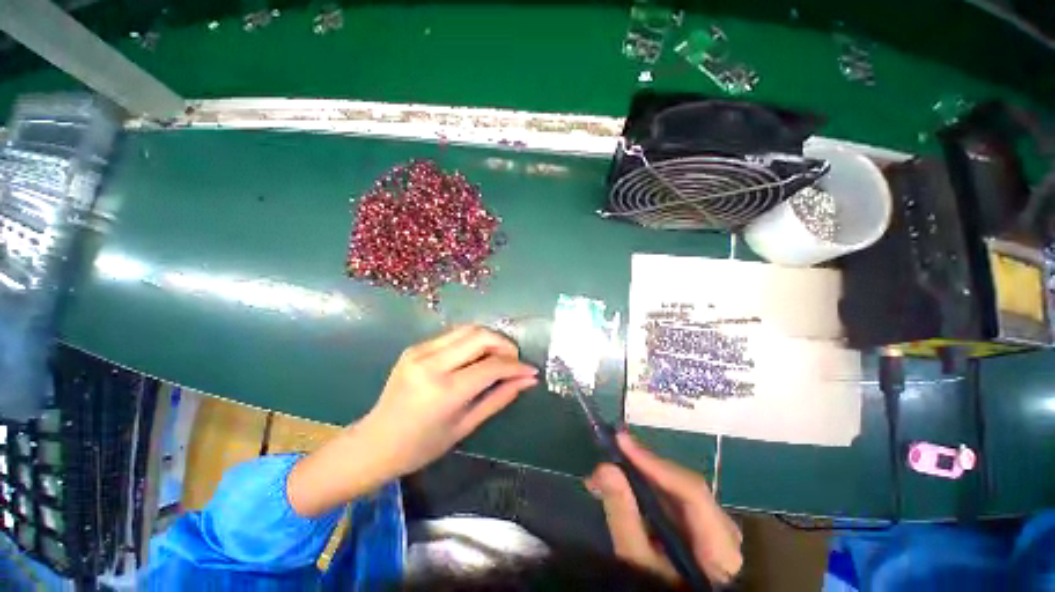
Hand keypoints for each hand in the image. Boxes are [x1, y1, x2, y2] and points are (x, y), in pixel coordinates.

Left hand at [363, 325, 538, 476]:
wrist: (375, 442)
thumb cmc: (422, 445)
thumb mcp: (466, 425)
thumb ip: (500, 398)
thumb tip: (528, 381)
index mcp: (444, 391)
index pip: (492, 366)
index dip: (516, 366)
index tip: (531, 370)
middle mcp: (431, 364)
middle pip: (481, 336)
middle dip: (505, 344)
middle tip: (515, 360)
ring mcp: (420, 351)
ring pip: (468, 329)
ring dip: (490, 339)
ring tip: (499, 356)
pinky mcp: (415, 347)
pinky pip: (453, 335)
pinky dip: (472, 341)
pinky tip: (476, 357)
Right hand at [586, 433, 742, 584]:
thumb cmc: (661, 591)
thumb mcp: (639, 563)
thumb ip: (624, 517)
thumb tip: (605, 468)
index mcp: (721, 546)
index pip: (691, 491)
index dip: (654, 463)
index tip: (621, 441)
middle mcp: (725, 529)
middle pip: (682, 485)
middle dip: (642, 466)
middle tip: (608, 455)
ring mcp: (716, 526)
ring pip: (677, 488)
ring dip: (642, 475)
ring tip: (609, 470)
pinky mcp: (703, 526)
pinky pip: (674, 498)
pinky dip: (648, 488)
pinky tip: (627, 484)